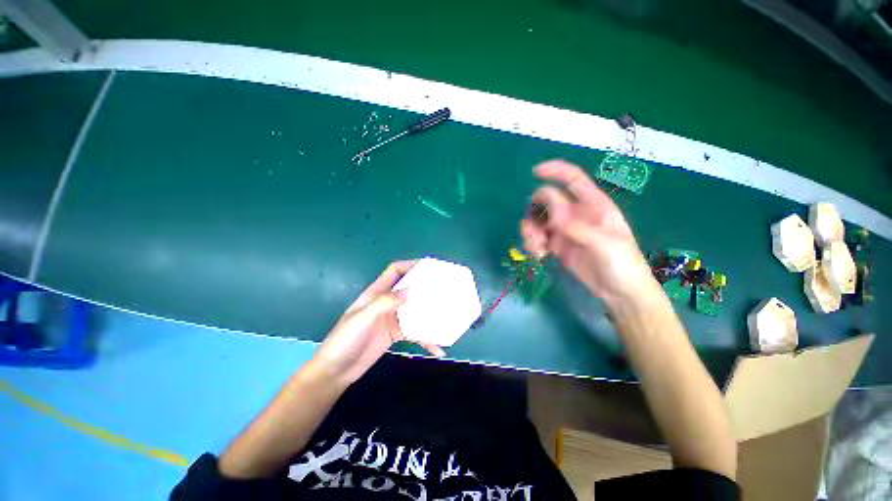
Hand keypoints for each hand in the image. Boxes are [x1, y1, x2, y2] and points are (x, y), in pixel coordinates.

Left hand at [310, 260, 444, 385]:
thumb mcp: (363, 318)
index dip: (411, 264)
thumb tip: (411, 290)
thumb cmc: (345, 340)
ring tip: (446, 315)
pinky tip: (437, 348)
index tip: (429, 266)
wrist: (336, 371)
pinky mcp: (396, 334)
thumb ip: (385, 302)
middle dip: (425, 287)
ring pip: (415, 310)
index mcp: (376, 292)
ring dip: (429, 313)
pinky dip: (426, 338)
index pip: (395, 270)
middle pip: (409, 288)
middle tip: (445, 289)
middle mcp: (386, 302)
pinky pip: (415, 332)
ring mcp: (392, 318)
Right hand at [521, 160, 656, 307]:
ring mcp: (565, 230)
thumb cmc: (623, 264)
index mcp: (593, 205)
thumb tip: (552, 214)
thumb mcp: (605, 244)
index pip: (573, 180)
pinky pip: (538, 237)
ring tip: (537, 249)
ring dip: (531, 232)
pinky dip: (533, 244)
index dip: (555, 171)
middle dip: (535, 213)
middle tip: (536, 233)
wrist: (621, 293)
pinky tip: (540, 256)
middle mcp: (576, 214)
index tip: (534, 172)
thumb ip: (578, 227)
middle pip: (547, 201)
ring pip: (538, 220)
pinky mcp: (557, 245)